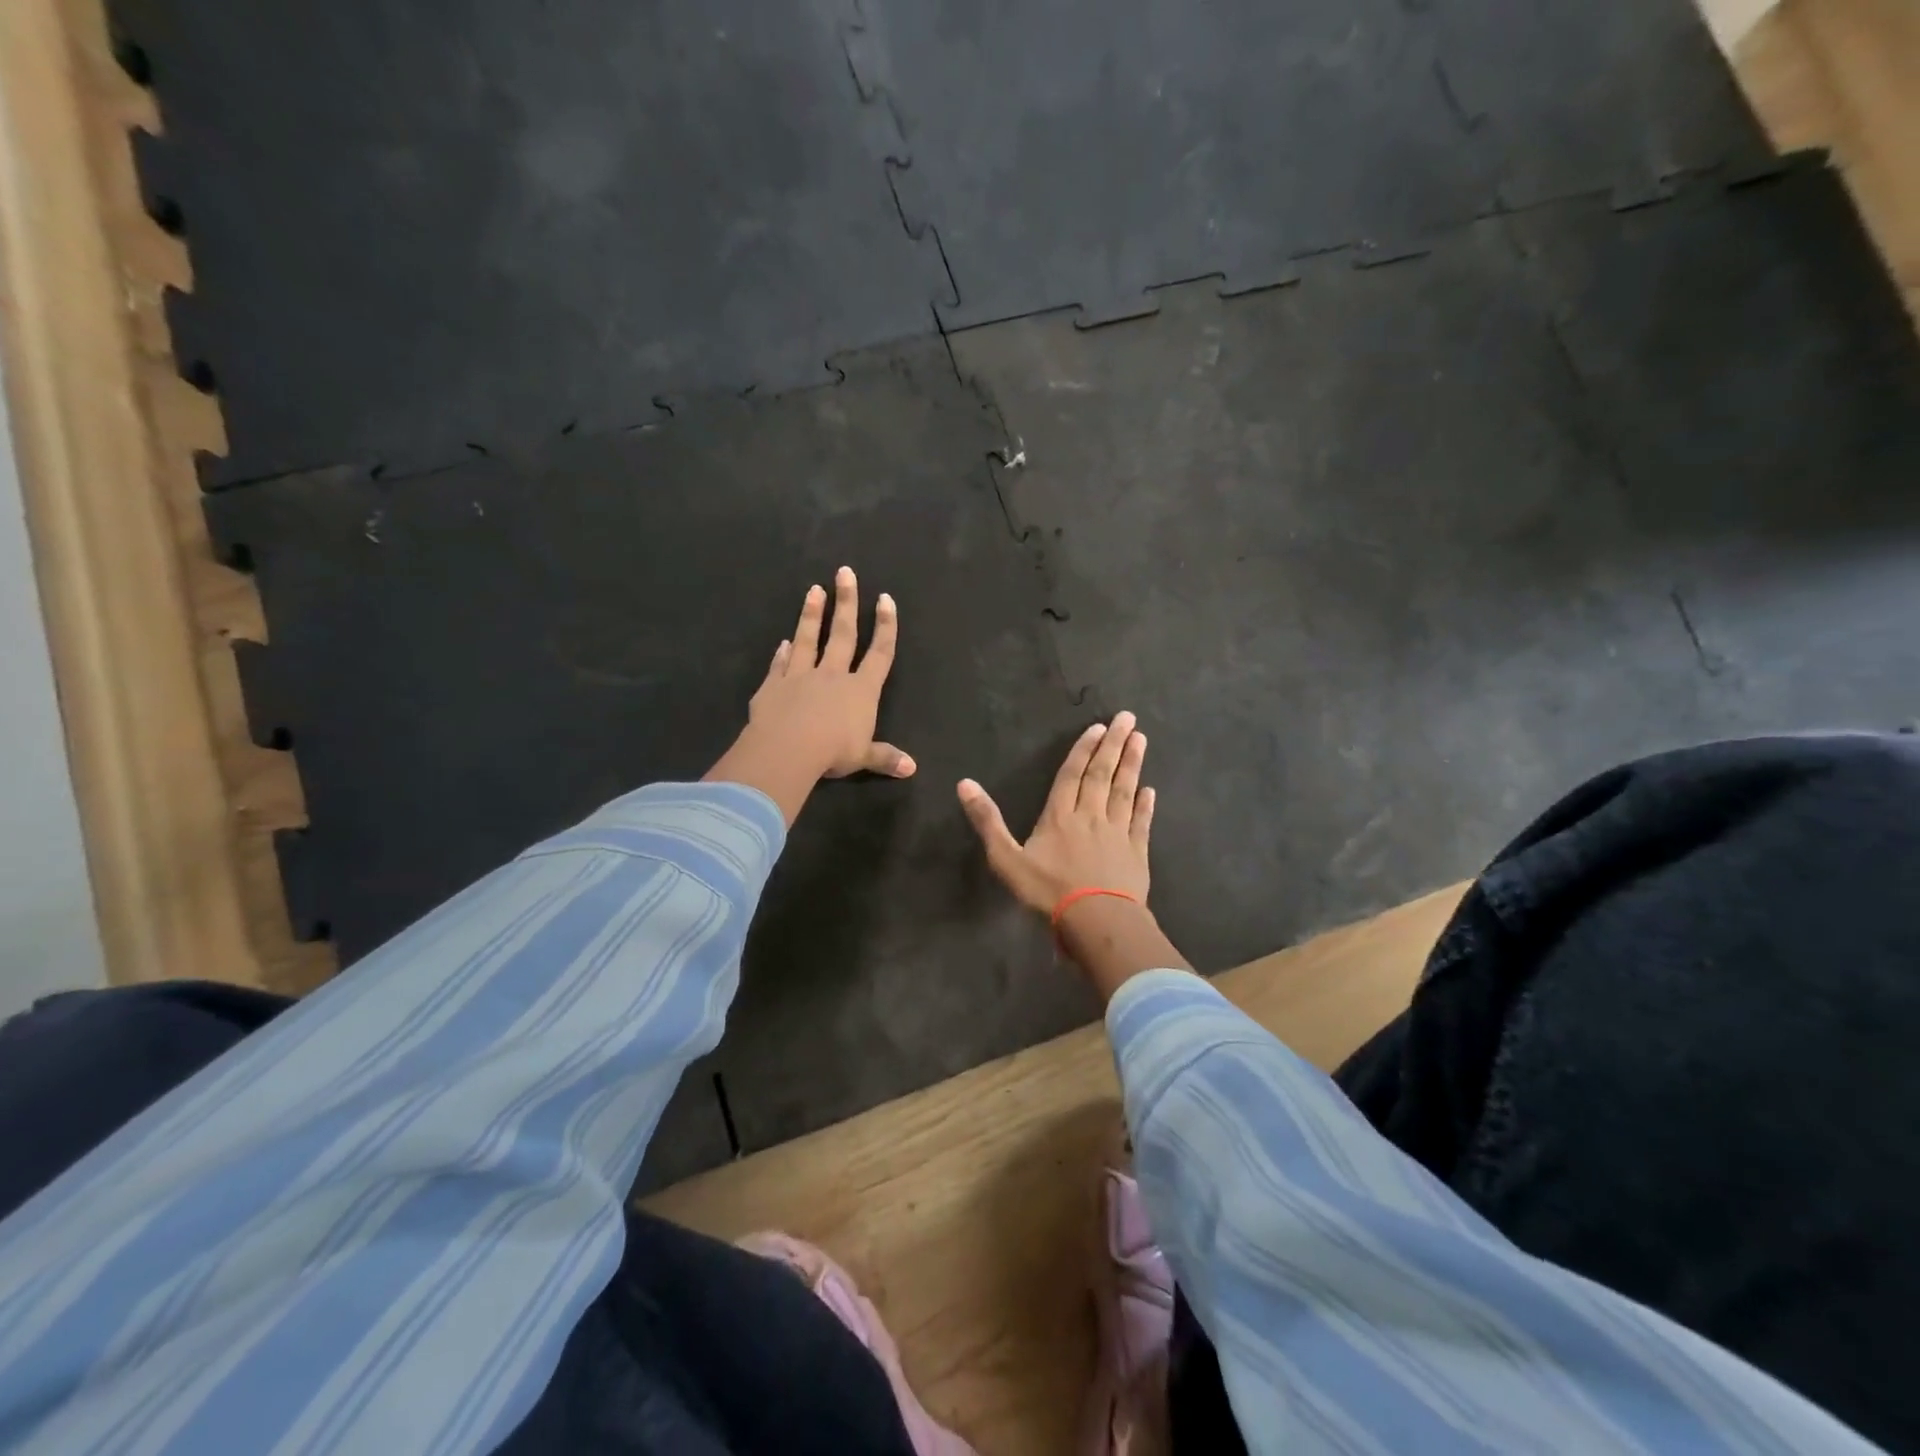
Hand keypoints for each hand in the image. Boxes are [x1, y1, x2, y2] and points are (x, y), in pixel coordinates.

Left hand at [706, 567, 913, 823]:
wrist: (788, 748)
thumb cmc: (833, 752)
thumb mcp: (864, 757)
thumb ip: (885, 758)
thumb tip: (911, 768)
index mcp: (861, 690)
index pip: (879, 653)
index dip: (885, 626)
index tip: (885, 599)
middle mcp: (833, 675)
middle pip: (843, 634)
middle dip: (847, 602)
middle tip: (845, 572)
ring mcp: (800, 676)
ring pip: (809, 639)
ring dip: (812, 614)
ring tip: (814, 589)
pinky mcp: (773, 686)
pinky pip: (780, 665)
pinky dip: (782, 653)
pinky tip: (783, 642)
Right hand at [958, 711, 1154, 912]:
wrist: (1096, 921)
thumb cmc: (1048, 891)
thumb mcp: (1006, 859)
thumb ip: (987, 821)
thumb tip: (964, 783)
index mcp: (1060, 816)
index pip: (1072, 775)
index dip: (1083, 750)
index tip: (1099, 727)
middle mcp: (1091, 816)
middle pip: (1102, 775)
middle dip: (1114, 745)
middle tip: (1128, 719)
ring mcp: (1117, 834)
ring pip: (1125, 792)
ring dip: (1132, 765)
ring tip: (1141, 740)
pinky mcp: (1136, 853)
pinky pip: (1141, 823)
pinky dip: (1145, 805)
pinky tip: (1150, 790)